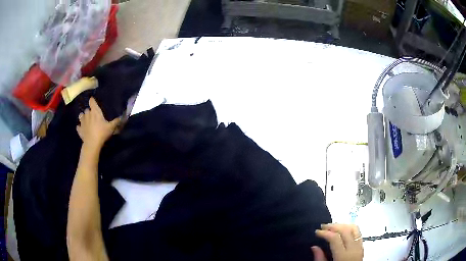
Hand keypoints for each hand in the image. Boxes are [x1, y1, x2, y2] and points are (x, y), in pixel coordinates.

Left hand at [77, 97, 119, 147]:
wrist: (92, 143)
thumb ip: (115, 122)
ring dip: (83, 117)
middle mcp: (87, 114)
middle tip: (92, 115)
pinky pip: (78, 126)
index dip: (92, 100)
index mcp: (95, 111)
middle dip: (88, 111)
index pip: (92, 102)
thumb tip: (120, 118)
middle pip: (86, 109)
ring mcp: (82, 122)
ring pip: (81, 116)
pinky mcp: (79, 130)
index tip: (93, 101)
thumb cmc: (102, 133)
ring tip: (85, 120)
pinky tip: (81, 128)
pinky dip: (79, 127)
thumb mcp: (111, 127)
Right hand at [311, 224, 362, 260]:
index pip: (335, 238)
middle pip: (346, 230)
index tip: (317, 232)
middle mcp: (353, 249)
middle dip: (333, 226)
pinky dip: (349, 228)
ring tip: (332, 227)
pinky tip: (343, 231)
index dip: (325, 233)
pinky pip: (358, 232)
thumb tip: (314, 247)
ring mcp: (360, 247)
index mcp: (343, 256)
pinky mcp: (362, 247)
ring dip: (342, 225)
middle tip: (323, 227)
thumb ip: (320, 259)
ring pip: (354, 228)